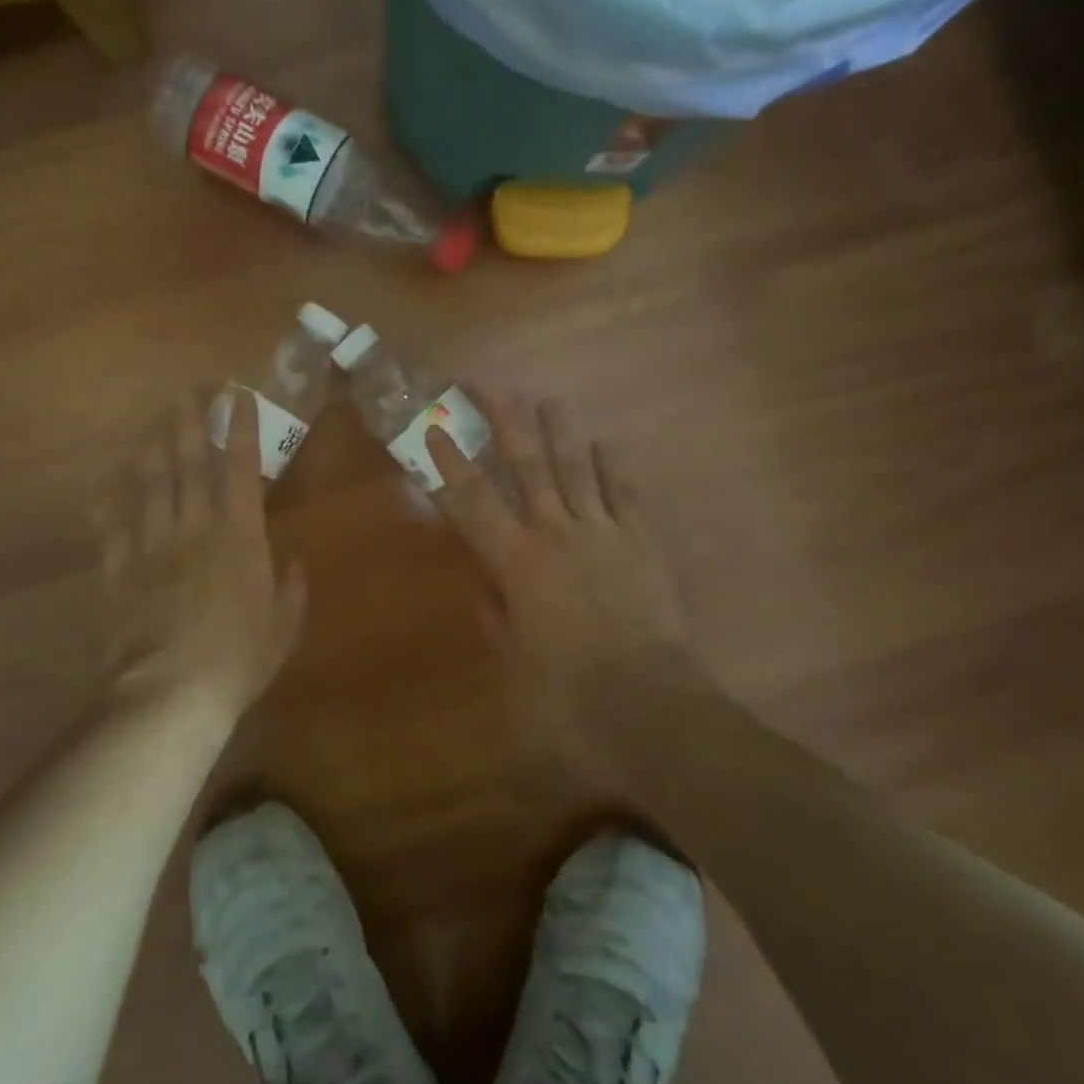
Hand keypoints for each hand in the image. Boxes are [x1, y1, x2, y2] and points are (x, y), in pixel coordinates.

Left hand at [93, 389, 306, 723]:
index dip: (242, 428)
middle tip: (188, 391)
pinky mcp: (120, 569)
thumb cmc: (239, 660)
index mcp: (240, 536)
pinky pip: (113, 527)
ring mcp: (153, 545)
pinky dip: (108, 503)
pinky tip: (104, 484)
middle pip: (191, 463)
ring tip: (156, 420)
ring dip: (154, 447)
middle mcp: (196, 527)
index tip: (238, 396)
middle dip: (191, 422)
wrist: (170, 693)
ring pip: (151, 483)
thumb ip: (292, 589)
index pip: (243, 468)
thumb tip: (295, 562)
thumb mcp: (284, 627)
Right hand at [428, 394, 711, 728]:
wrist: (647, 698)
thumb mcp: (516, 656)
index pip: (473, 502)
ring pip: (576, 469)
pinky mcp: (640, 540)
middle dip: (507, 423)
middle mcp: (554, 533)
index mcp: (516, 561)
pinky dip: (613, 467)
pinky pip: (624, 494)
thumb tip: (483, 587)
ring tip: (548, 399)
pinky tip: (605, 443)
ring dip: (559, 432)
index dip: (451, 464)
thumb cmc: (568, 686)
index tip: (436, 429)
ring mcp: (601, 531)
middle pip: (527, 467)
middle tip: (494, 385)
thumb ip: (496, 616)